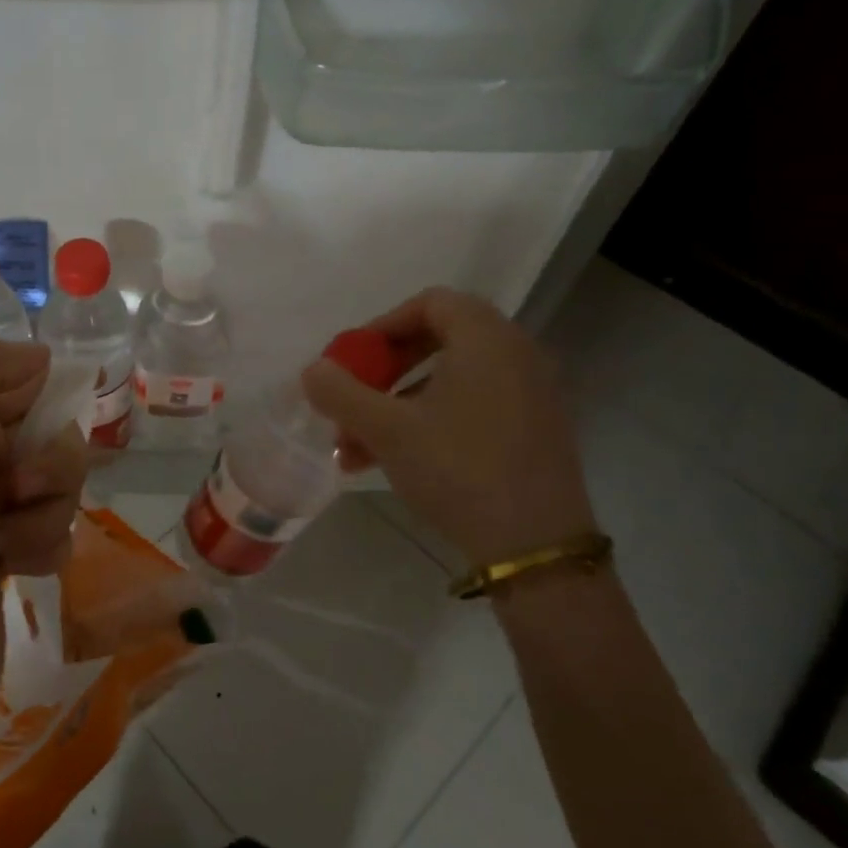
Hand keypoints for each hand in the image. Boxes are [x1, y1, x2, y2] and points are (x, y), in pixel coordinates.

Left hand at [0, 336, 86, 722]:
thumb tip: (37, 356)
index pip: (19, 380)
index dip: (39, 403)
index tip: (33, 434)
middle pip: (51, 435)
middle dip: (49, 468)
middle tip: (15, 494)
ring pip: (61, 484)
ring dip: (48, 514)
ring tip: (10, 544)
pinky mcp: (9, 550)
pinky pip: (58, 527)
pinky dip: (46, 547)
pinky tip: (18, 569)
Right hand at [302, 288, 596, 567]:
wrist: (534, 545)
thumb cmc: (458, 468)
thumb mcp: (387, 430)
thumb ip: (342, 393)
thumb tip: (313, 370)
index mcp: (486, 339)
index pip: (431, 303)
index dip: (383, 325)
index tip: (352, 359)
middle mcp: (515, 355)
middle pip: (438, 341)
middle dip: (384, 372)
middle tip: (352, 399)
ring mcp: (529, 395)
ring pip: (449, 382)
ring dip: (397, 405)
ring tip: (355, 447)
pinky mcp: (532, 431)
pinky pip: (471, 408)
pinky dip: (429, 422)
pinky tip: (393, 461)